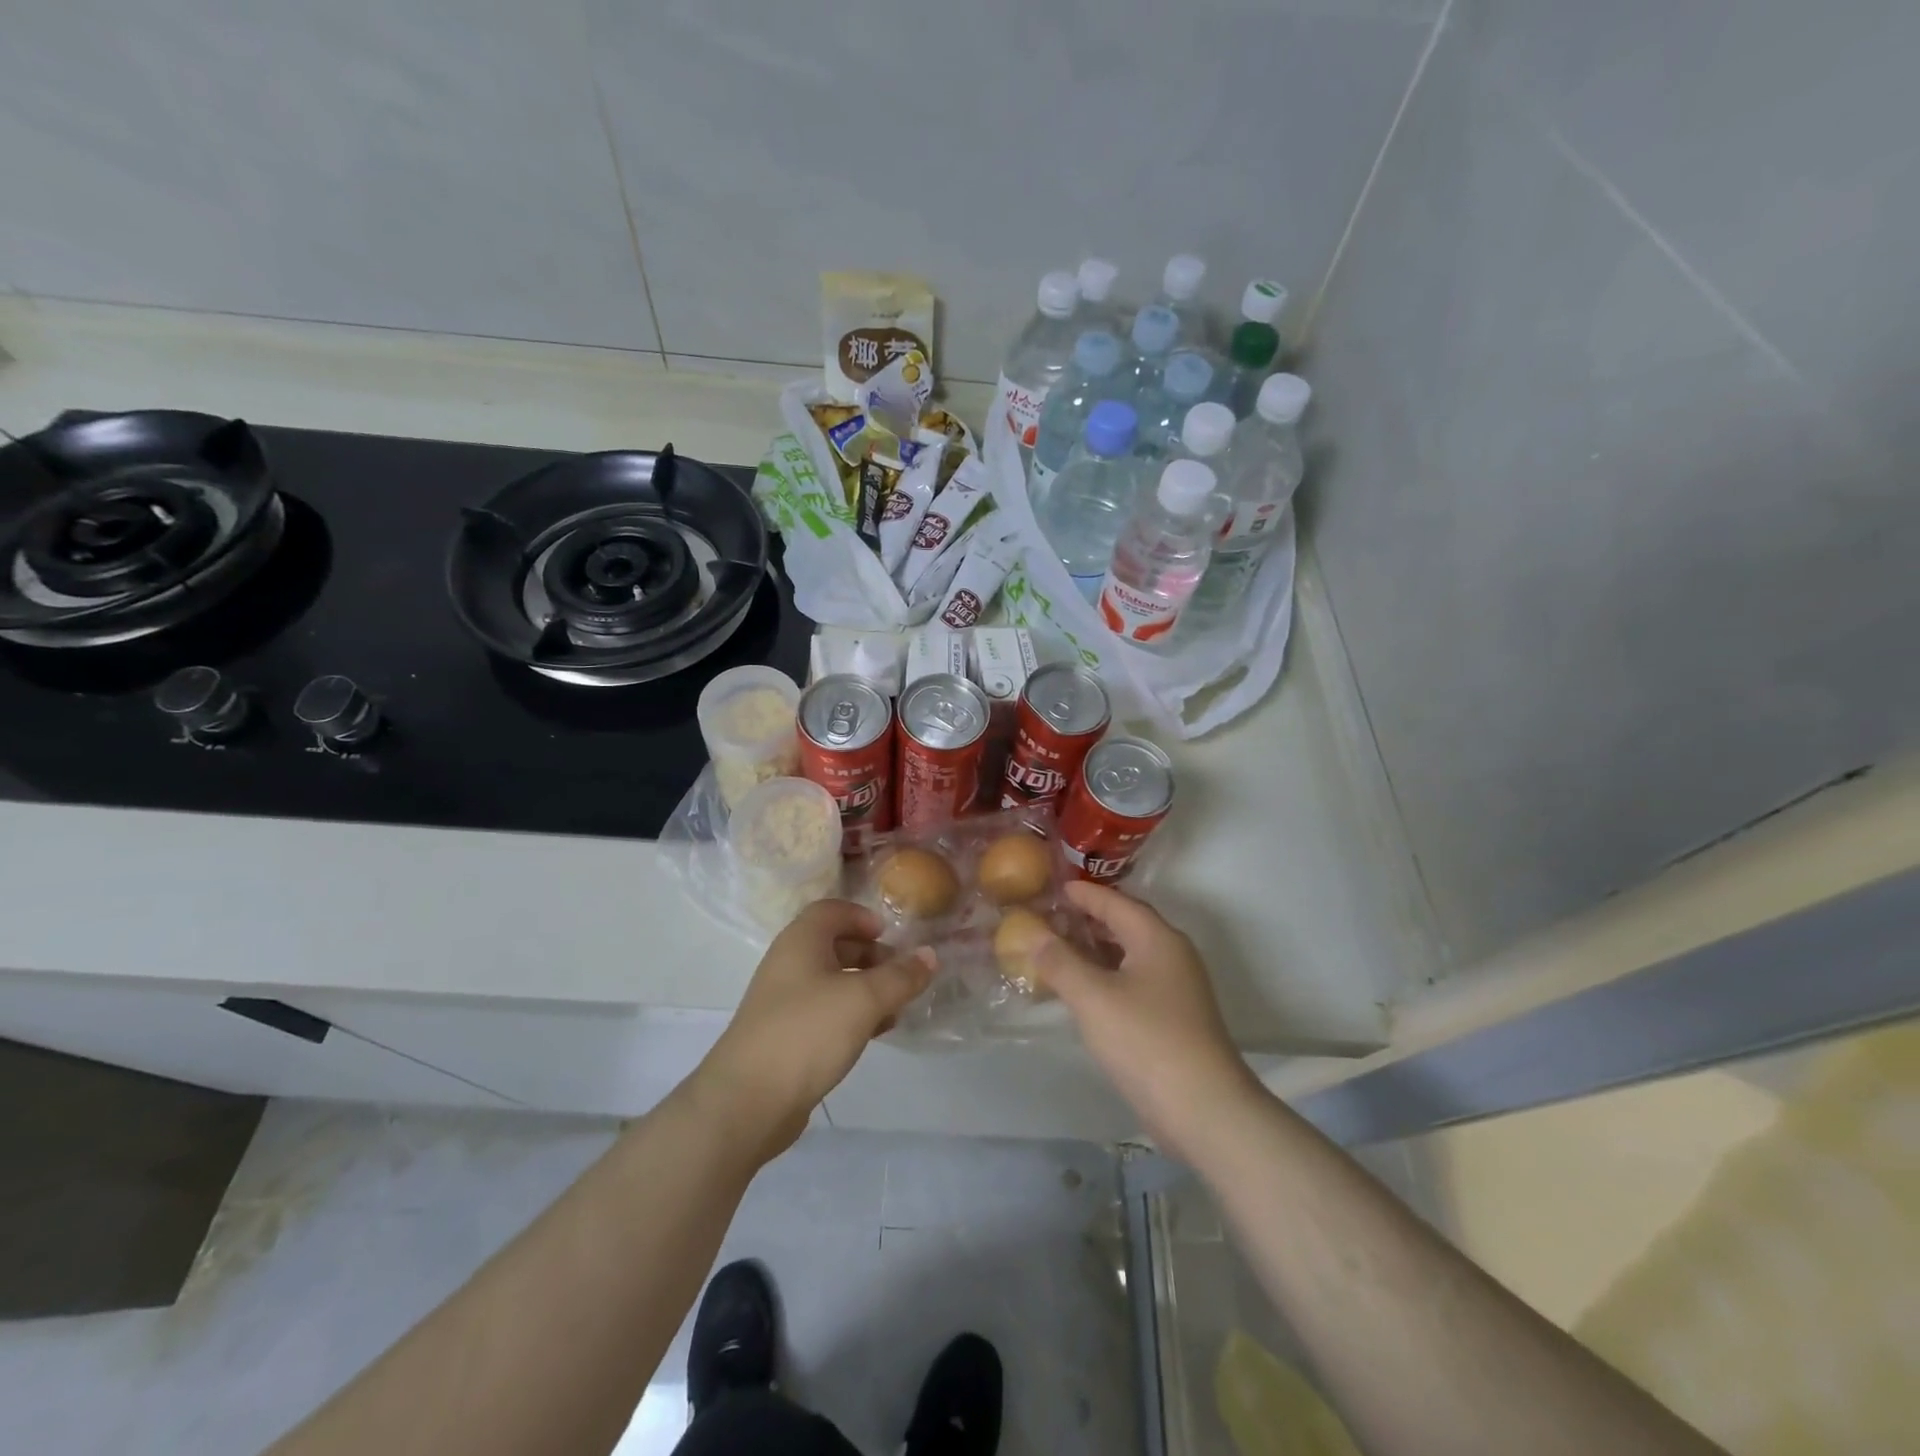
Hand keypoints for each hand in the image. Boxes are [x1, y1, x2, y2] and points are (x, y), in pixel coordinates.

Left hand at [699, 900, 933, 1161]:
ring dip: (866, 987)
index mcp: (801, 941)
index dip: (863, 916)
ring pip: (832, 981)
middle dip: (871, 954)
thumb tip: (930, 955)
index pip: (832, 910)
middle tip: (902, 974)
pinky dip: (852, 1014)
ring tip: (897, 1007)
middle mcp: (789, 964)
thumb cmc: (807, 1032)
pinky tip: (875, 1033)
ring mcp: (784, 1001)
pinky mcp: (786, 1036)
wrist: (747, 1101)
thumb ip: (901, 976)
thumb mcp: (863, 999)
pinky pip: (825, 1012)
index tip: (891, 937)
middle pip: (834, 944)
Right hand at [1035, 882, 1263, 1162]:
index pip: (1116, 902)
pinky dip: (1105, 976)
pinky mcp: (1173, 1017)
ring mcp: (1176, 988)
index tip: (1054, 886)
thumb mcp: (1093, 997)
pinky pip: (1133, 981)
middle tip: (1049, 916)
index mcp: (1157, 938)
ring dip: (1095, 949)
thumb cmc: (1146, 1040)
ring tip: (1057, 949)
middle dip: (1087, 919)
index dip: (1084, 893)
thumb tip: (1032, 934)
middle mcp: (1171, 955)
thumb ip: (1060, 962)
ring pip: (1129, 955)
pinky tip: (1081, 990)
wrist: (1204, 1109)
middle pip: (1125, 925)